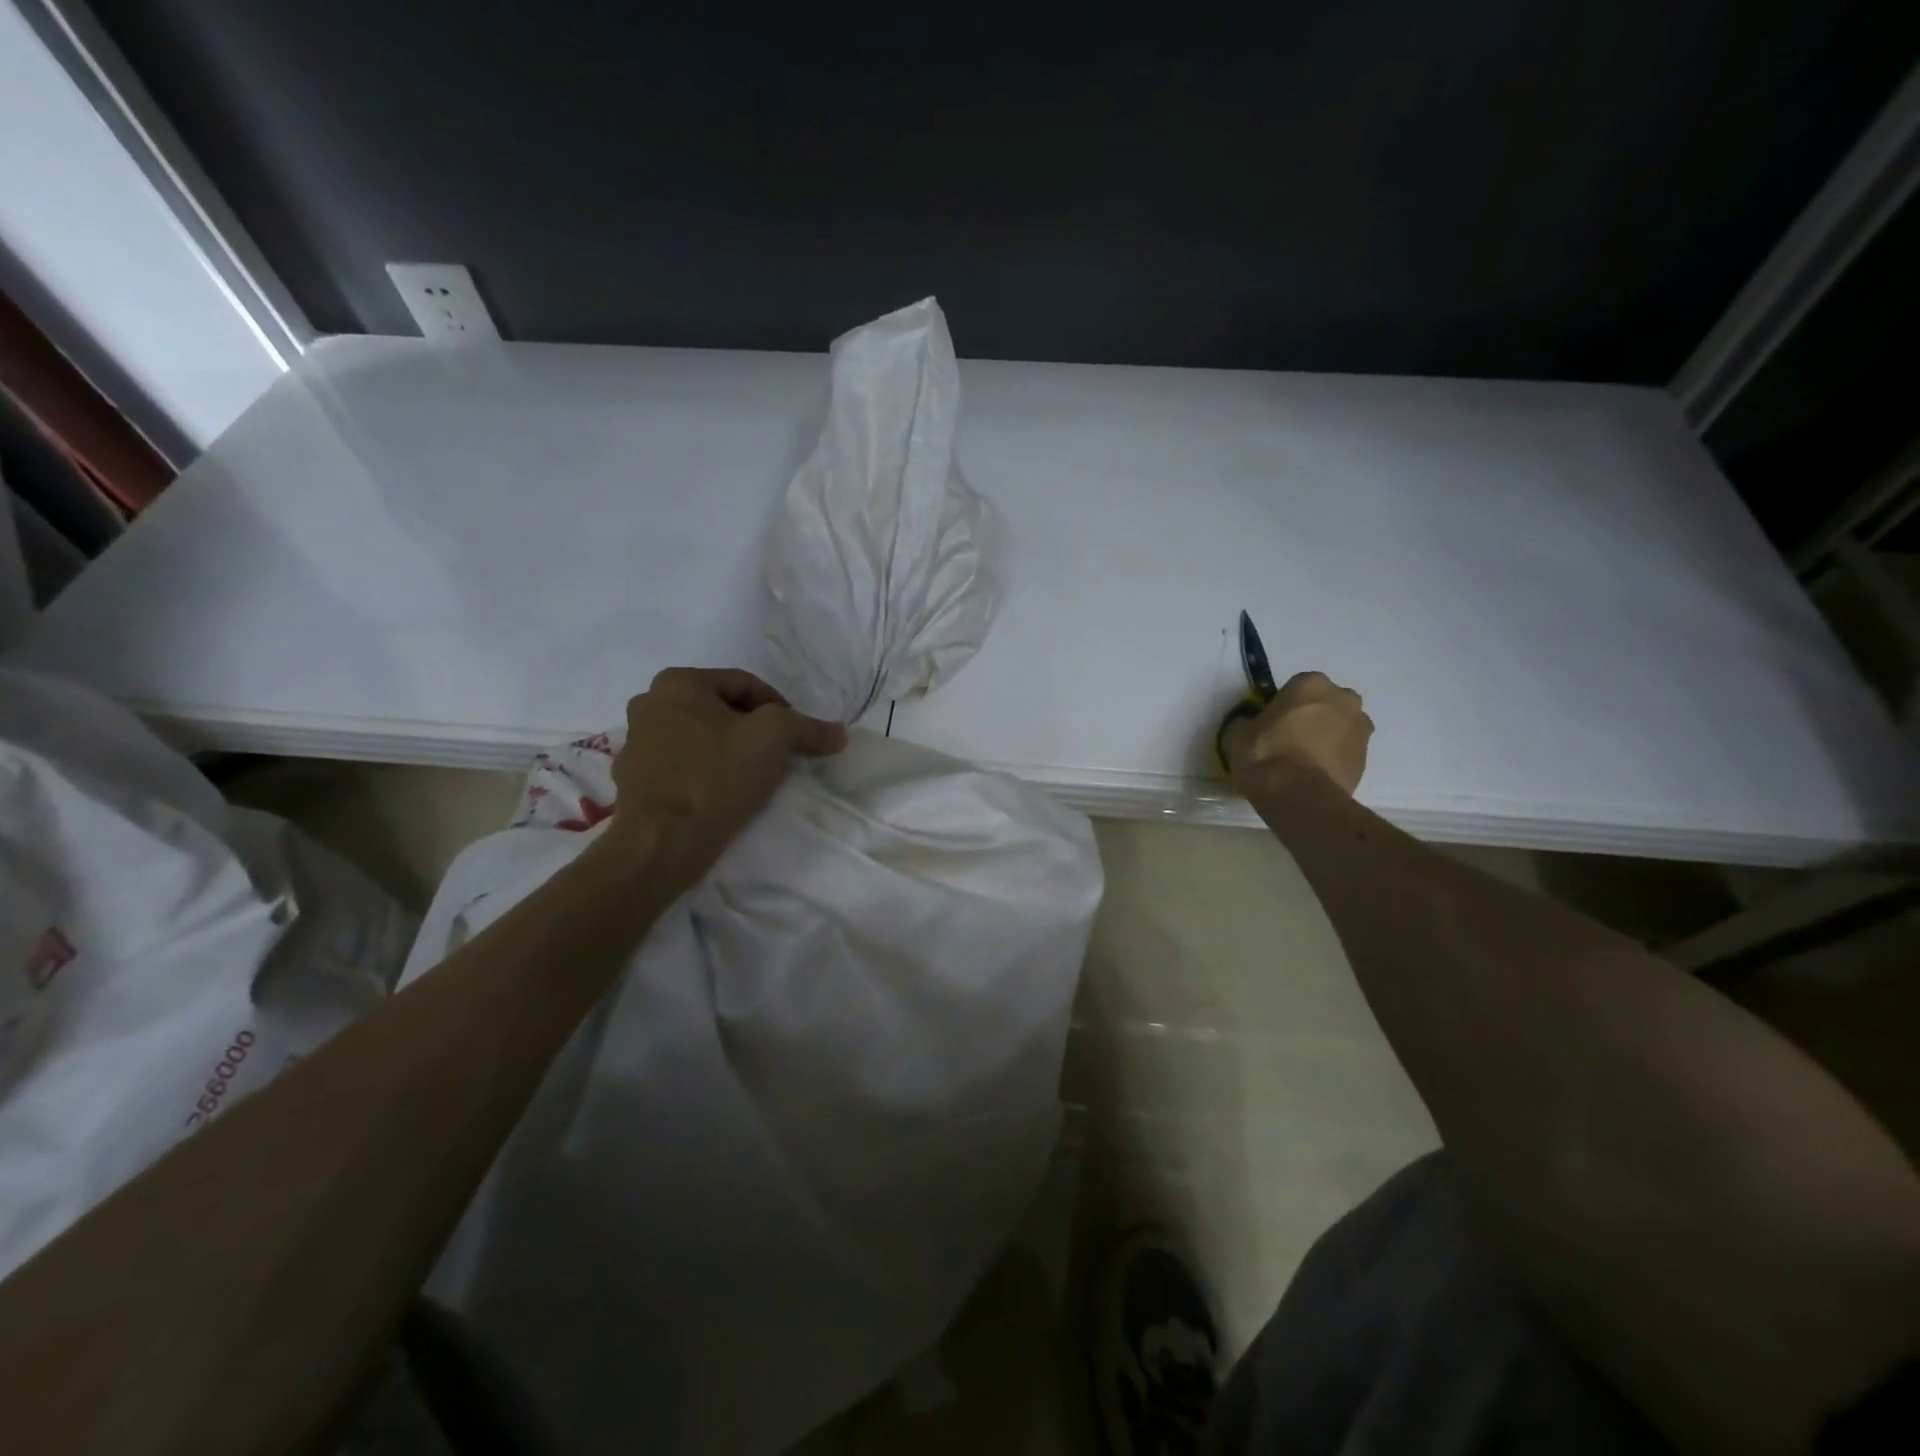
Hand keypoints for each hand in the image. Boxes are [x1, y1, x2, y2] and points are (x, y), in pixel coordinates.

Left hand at [589, 668, 845, 898]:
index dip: (780, 707)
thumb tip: (838, 732)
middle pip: (720, 709)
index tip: (798, 736)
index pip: (745, 684)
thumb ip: (809, 728)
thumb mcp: (774, 739)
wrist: (661, 843)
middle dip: (752, 728)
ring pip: (699, 737)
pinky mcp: (632, 779)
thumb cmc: (716, 777)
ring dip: (727, 750)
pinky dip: (704, 772)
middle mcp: (649, 703)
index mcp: (678, 683)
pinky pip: (681, 766)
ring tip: (752, 776)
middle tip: (778, 755)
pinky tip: (721, 794)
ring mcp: (635, 743)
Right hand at [1223, 671, 1372, 795]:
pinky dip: (1333, 758)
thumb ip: (1246, 722)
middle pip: (1324, 703)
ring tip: (1302, 760)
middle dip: (1311, 717)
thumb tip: (1250, 724)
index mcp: (1311, 684)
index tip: (1269, 724)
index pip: (1295, 687)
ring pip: (1339, 727)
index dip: (1281, 705)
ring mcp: (1361, 729)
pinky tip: (1313, 774)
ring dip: (1326, 737)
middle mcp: (1343, 699)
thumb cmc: (1266, 754)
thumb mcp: (1237, 734)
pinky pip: (1346, 751)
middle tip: (1288, 739)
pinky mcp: (1366, 758)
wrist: (1300, 796)